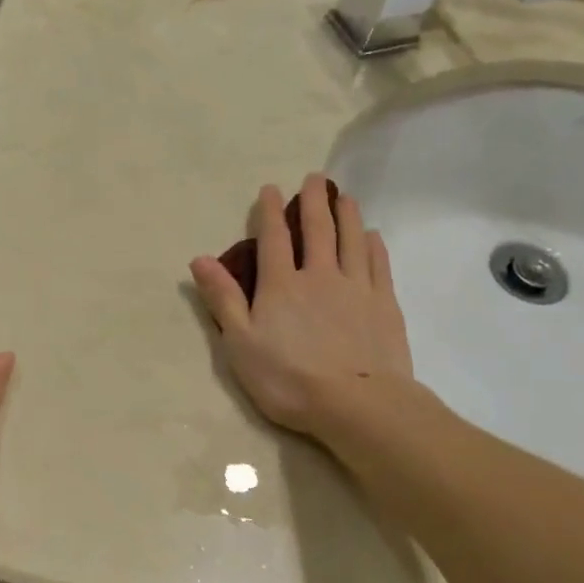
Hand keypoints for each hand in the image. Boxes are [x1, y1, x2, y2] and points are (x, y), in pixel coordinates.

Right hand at [189, 174, 418, 439]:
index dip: (271, 212)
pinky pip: (378, 265)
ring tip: (345, 197)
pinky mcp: (383, 305)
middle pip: (318, 230)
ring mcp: (356, 288)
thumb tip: (200, 259)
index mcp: (281, 285)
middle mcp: (320, 276)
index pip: (274, 239)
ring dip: (347, 215)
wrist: (356, 404)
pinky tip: (372, 236)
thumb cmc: (288, 378)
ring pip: (351, 241)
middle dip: (314, 202)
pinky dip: (374, 246)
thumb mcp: (240, 343)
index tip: (271, 189)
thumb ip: (223, 299)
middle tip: (316, 178)